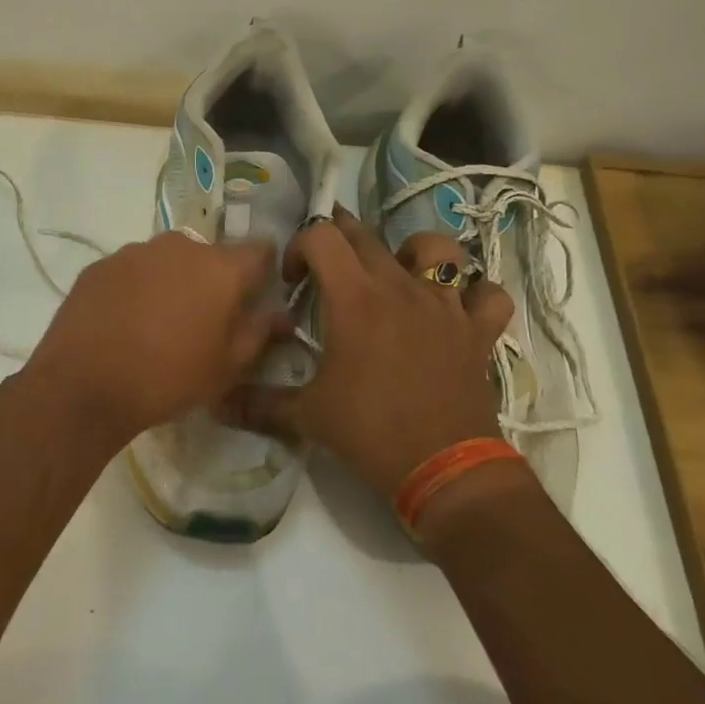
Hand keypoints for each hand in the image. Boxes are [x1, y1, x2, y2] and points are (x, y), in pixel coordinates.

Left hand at [19, 231, 287, 449]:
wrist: (84, 386)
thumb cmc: (169, 378)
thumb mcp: (227, 367)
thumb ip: (260, 333)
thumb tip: (282, 314)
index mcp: (220, 267)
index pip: (260, 250)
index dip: (263, 271)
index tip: (255, 297)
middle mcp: (180, 246)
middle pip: (210, 256)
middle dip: (212, 281)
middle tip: (202, 321)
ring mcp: (135, 252)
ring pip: (168, 261)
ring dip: (172, 282)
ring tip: (157, 324)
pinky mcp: (100, 265)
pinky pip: (132, 271)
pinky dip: (136, 288)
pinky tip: (124, 322)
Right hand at [227, 208, 515, 502]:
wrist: (444, 468)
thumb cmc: (370, 433)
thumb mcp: (307, 417)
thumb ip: (258, 404)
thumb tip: (215, 403)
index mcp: (355, 298)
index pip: (321, 237)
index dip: (300, 247)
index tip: (293, 283)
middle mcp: (401, 287)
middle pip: (368, 236)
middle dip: (341, 240)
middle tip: (328, 268)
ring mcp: (445, 305)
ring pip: (438, 248)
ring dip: (414, 252)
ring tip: (399, 274)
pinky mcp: (477, 330)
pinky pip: (488, 294)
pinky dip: (476, 294)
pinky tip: (459, 308)